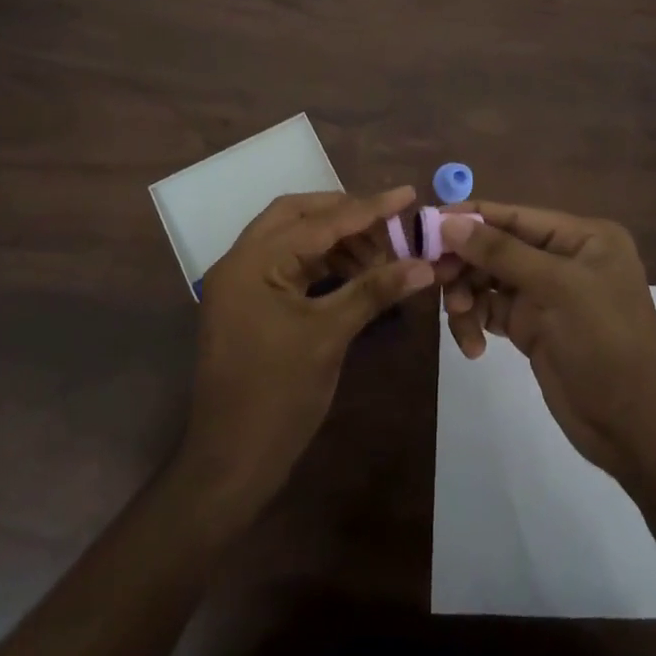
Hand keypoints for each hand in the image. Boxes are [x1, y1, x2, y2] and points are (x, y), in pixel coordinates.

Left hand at [178, 187, 434, 514]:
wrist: (231, 461)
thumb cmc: (278, 395)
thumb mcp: (329, 335)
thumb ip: (374, 290)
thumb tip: (424, 264)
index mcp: (252, 261)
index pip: (318, 221)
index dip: (367, 208)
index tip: (407, 194)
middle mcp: (240, 261)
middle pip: (297, 216)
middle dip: (344, 214)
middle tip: (389, 221)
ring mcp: (241, 283)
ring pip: (292, 240)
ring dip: (335, 239)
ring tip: (380, 252)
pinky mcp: (249, 304)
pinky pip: (288, 266)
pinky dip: (321, 262)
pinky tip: (354, 271)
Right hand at [440, 203, 655, 480]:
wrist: (633, 427)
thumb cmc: (604, 343)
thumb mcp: (557, 289)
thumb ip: (501, 252)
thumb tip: (449, 223)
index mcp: (581, 237)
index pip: (514, 216)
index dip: (470, 218)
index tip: (427, 225)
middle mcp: (562, 258)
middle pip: (496, 246)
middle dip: (465, 263)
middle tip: (435, 279)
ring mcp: (545, 293)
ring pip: (487, 279)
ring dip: (467, 297)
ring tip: (461, 318)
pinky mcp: (531, 325)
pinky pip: (490, 310)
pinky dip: (475, 322)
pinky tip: (474, 347)